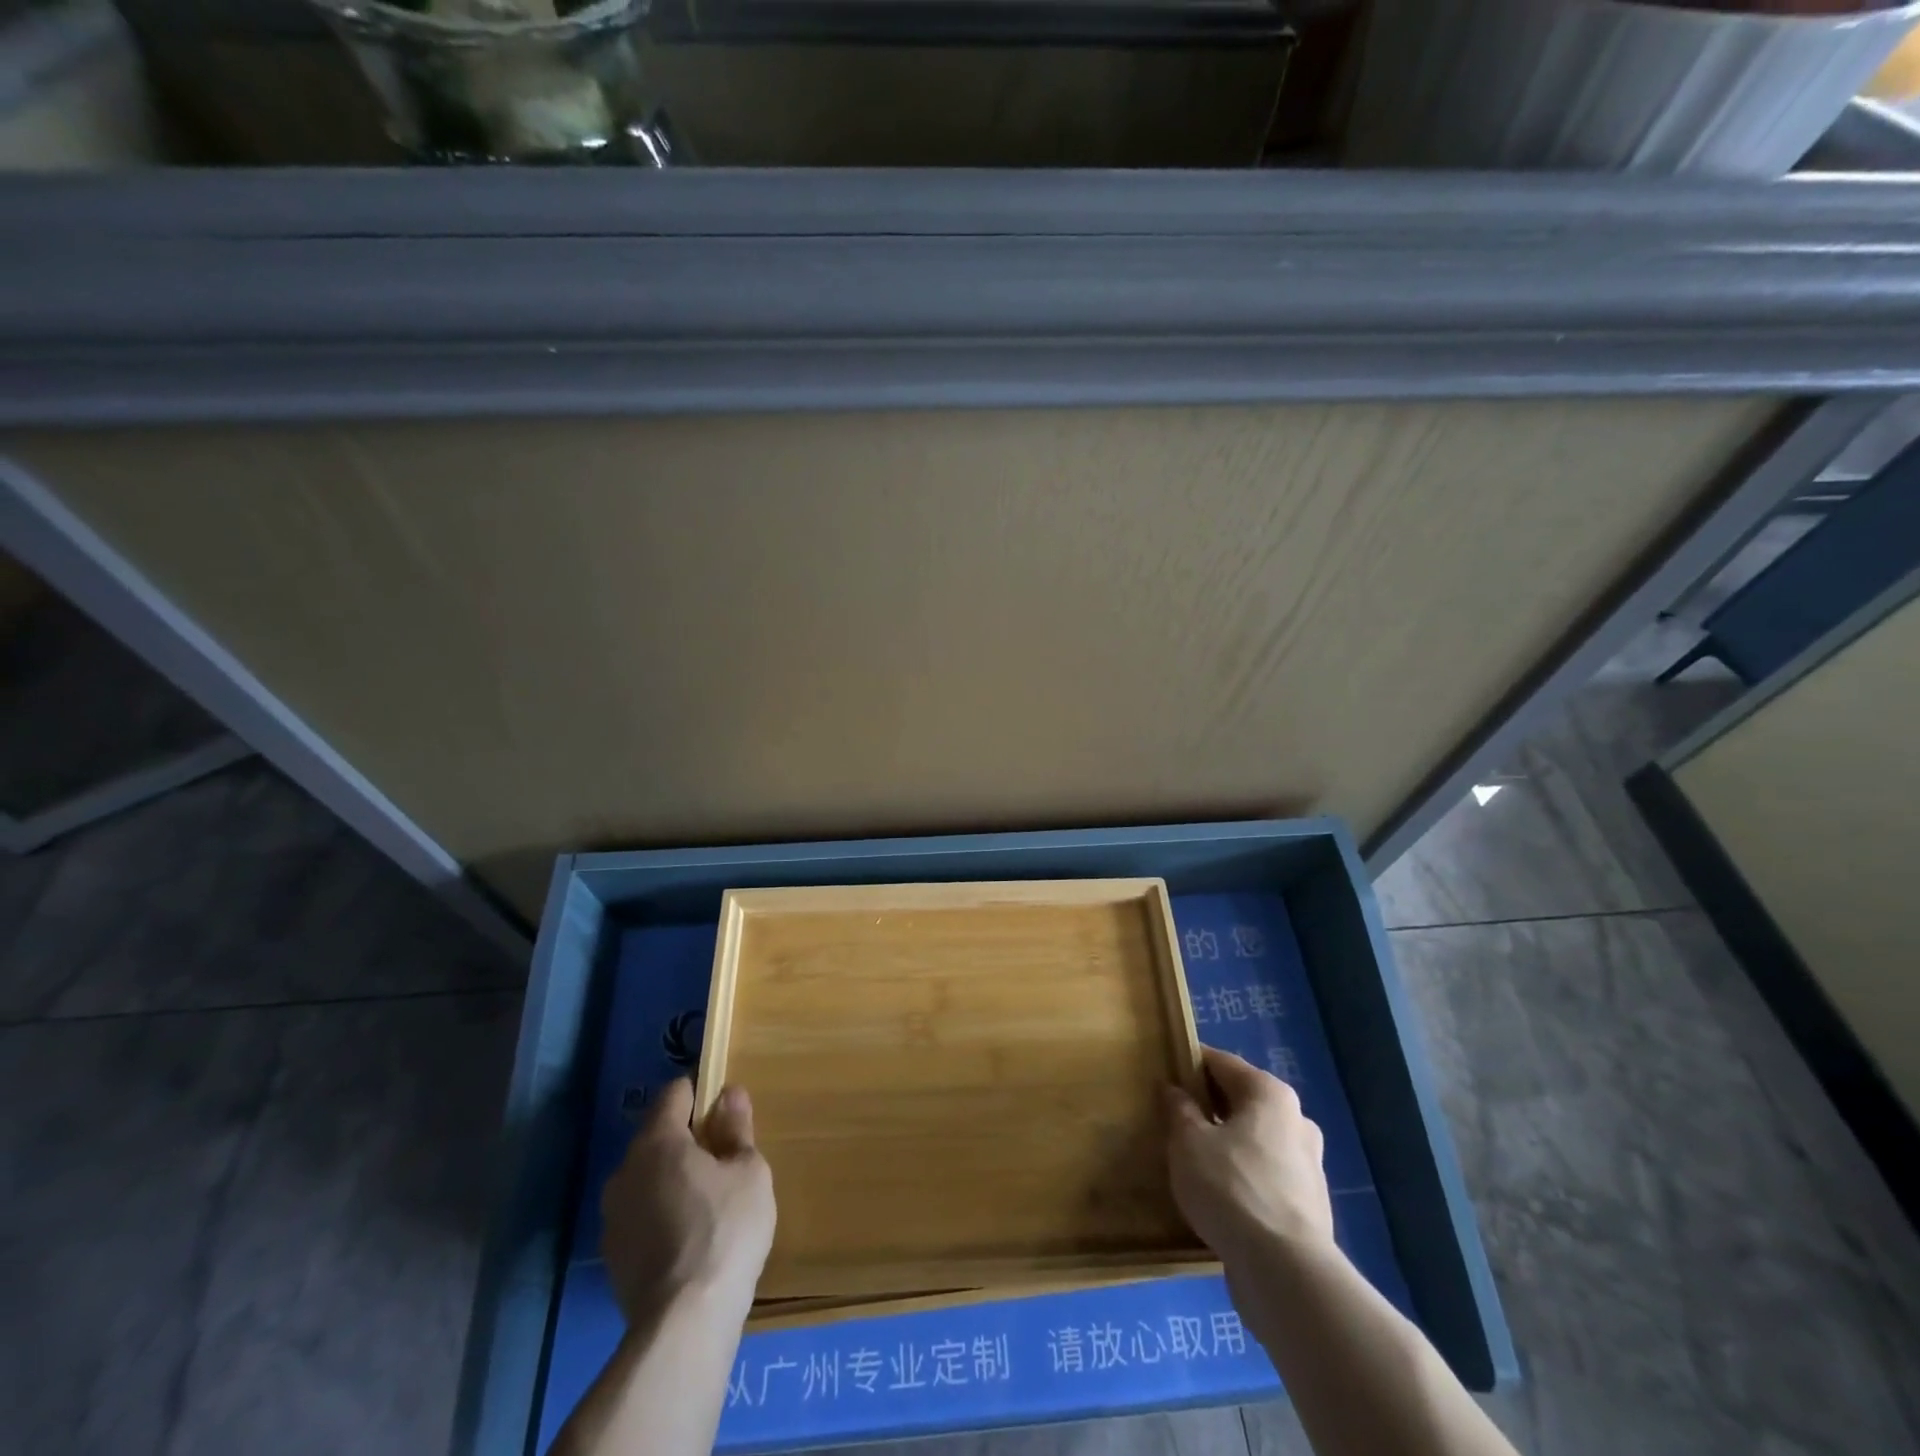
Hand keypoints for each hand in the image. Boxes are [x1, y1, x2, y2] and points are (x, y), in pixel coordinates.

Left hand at [599, 1078, 775, 1319]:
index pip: (674, 1094)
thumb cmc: (725, 1230)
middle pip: (658, 1136)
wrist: (683, 1324)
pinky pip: (641, 1214)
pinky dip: (662, 1214)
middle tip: (724, 1158)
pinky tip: (689, 1237)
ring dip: (672, 1178)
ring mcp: (613, 1216)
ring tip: (708, 1200)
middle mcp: (625, 1170)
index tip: (725, 1110)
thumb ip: (736, 1128)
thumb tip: (729, 1094)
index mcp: (657, 1141)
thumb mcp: (749, 1171)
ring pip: (647, 1178)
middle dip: (688, 1139)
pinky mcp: (612, 1256)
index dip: (701, 1093)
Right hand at [1164, 1046, 1333, 1268]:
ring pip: (1256, 1139)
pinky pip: (1266, 1174)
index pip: (1221, 1062)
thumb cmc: (1231, 1188)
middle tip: (1174, 1119)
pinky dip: (1244, 1176)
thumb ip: (1179, 1109)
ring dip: (1228, 1143)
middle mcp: (1297, 1120)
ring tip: (1193, 1160)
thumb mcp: (1188, 1141)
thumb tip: (1174, 1090)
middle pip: (1242, 1100)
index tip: (1164, 1076)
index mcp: (1269, 1093)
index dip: (1189, 1065)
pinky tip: (1219, 1195)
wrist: (1286, 1273)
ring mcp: (1308, 1164)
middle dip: (1209, 1106)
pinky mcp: (1309, 1205)